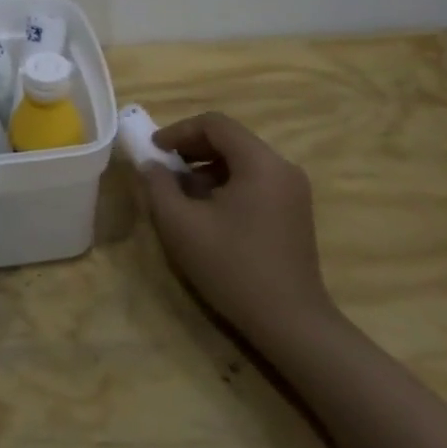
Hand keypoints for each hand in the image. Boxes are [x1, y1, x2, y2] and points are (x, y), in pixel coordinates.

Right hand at [138, 112, 335, 347]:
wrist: (291, 324)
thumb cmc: (233, 268)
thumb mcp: (181, 225)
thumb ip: (158, 186)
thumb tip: (151, 165)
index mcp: (260, 162)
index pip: (215, 124)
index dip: (179, 131)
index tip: (153, 150)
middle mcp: (282, 167)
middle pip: (230, 140)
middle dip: (191, 149)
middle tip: (163, 169)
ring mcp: (293, 191)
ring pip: (242, 162)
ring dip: (207, 169)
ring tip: (181, 195)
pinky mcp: (295, 212)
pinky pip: (255, 182)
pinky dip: (227, 185)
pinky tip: (208, 214)